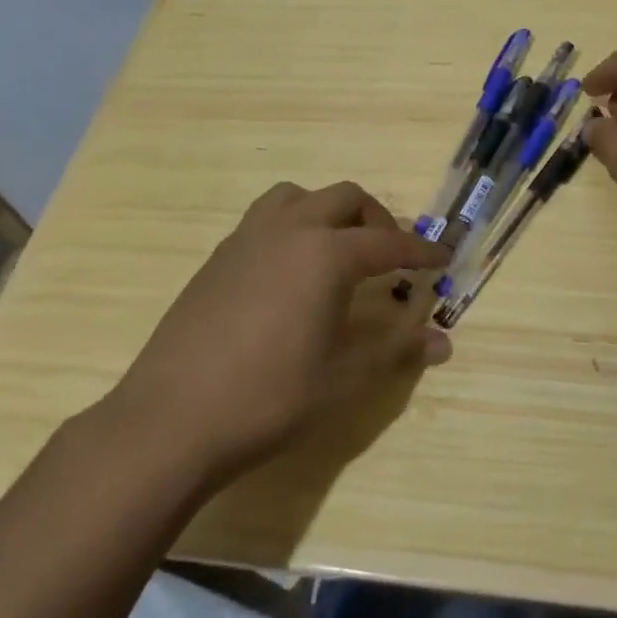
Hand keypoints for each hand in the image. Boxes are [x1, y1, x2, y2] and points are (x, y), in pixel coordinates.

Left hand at [105, 181, 450, 486]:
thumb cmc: (270, 397)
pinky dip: (292, 228)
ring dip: (327, 212)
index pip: (387, 241)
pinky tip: (289, 275)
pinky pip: (264, 220)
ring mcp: (246, 240)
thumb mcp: (344, 378)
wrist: (172, 420)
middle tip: (389, 256)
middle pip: (344, 198)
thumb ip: (396, 350)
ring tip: (337, 251)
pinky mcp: (216, 259)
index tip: (443, 258)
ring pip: (297, 197)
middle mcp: (288, 231)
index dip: (420, 250)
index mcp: (326, 254)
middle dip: (377, 219)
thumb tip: (444, 342)